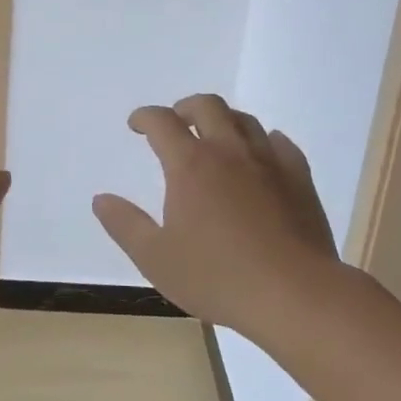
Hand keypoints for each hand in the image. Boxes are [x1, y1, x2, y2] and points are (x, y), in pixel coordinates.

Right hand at [92, 94, 337, 333]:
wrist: (295, 294)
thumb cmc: (218, 277)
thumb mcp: (156, 258)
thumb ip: (125, 225)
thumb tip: (101, 199)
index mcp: (190, 164)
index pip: (161, 121)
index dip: (144, 117)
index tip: (136, 125)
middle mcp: (228, 151)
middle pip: (206, 106)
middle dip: (185, 107)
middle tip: (176, 122)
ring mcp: (268, 161)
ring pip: (244, 120)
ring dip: (223, 120)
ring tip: (215, 138)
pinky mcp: (299, 177)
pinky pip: (280, 143)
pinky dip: (264, 141)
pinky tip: (261, 154)